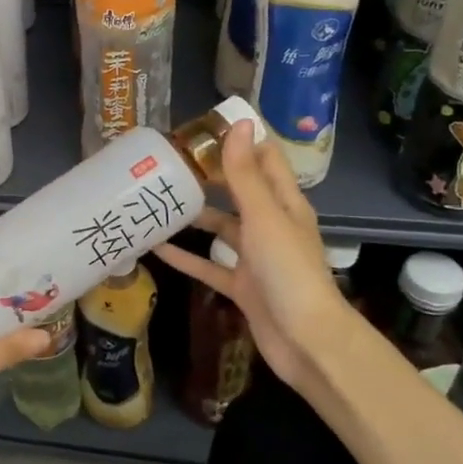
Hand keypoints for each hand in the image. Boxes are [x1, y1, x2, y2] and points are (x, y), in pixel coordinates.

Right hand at [150, 122, 349, 390]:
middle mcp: (271, 226)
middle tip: (168, 162)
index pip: (264, 161)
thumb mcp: (264, 216)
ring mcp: (256, 258)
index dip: (239, 141)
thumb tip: (240, 122)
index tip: (202, 128)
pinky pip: (208, 265)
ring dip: (194, 216)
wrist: (306, 341)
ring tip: (157, 200)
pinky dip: (185, 257)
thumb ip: (245, 174)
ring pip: (221, 229)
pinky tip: (156, 248)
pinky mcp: (242, 286)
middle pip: (238, 192)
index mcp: (285, 204)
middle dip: (208, 177)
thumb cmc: (289, 271)